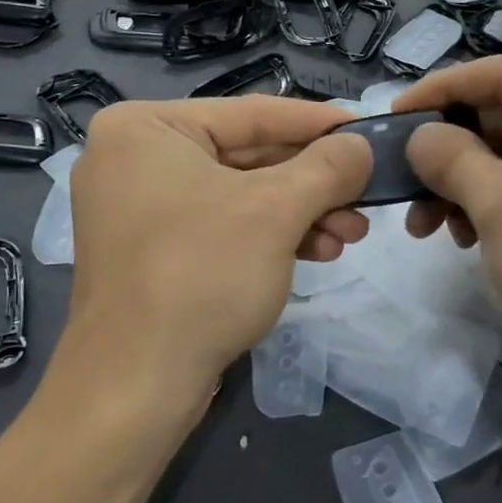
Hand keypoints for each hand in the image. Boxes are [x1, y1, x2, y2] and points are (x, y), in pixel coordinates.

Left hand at [61, 97, 372, 421]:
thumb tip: (362, 146)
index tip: (367, 130)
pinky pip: (221, 225)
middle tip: (366, 196)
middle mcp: (134, 158)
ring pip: (240, 195)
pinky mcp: (152, 251)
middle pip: (248, 156)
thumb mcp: (276, 211)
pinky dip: (270, 236)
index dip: (318, 123)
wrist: (134, 388)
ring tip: (351, 234)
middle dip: (314, 182)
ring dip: (301, 213)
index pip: (252, 114)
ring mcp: (138, 208)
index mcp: (145, 128)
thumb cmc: (201, 276)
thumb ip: (327, 167)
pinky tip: (318, 252)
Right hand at [396, 58, 501, 424]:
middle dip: (448, 151)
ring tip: (424, 225)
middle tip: (401, 183)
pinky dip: (489, 208)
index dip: (440, 91)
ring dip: (461, 185)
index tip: (391, 117)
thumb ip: (451, 156)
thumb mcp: (501, 204)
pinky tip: (461, 239)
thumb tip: (420, 136)